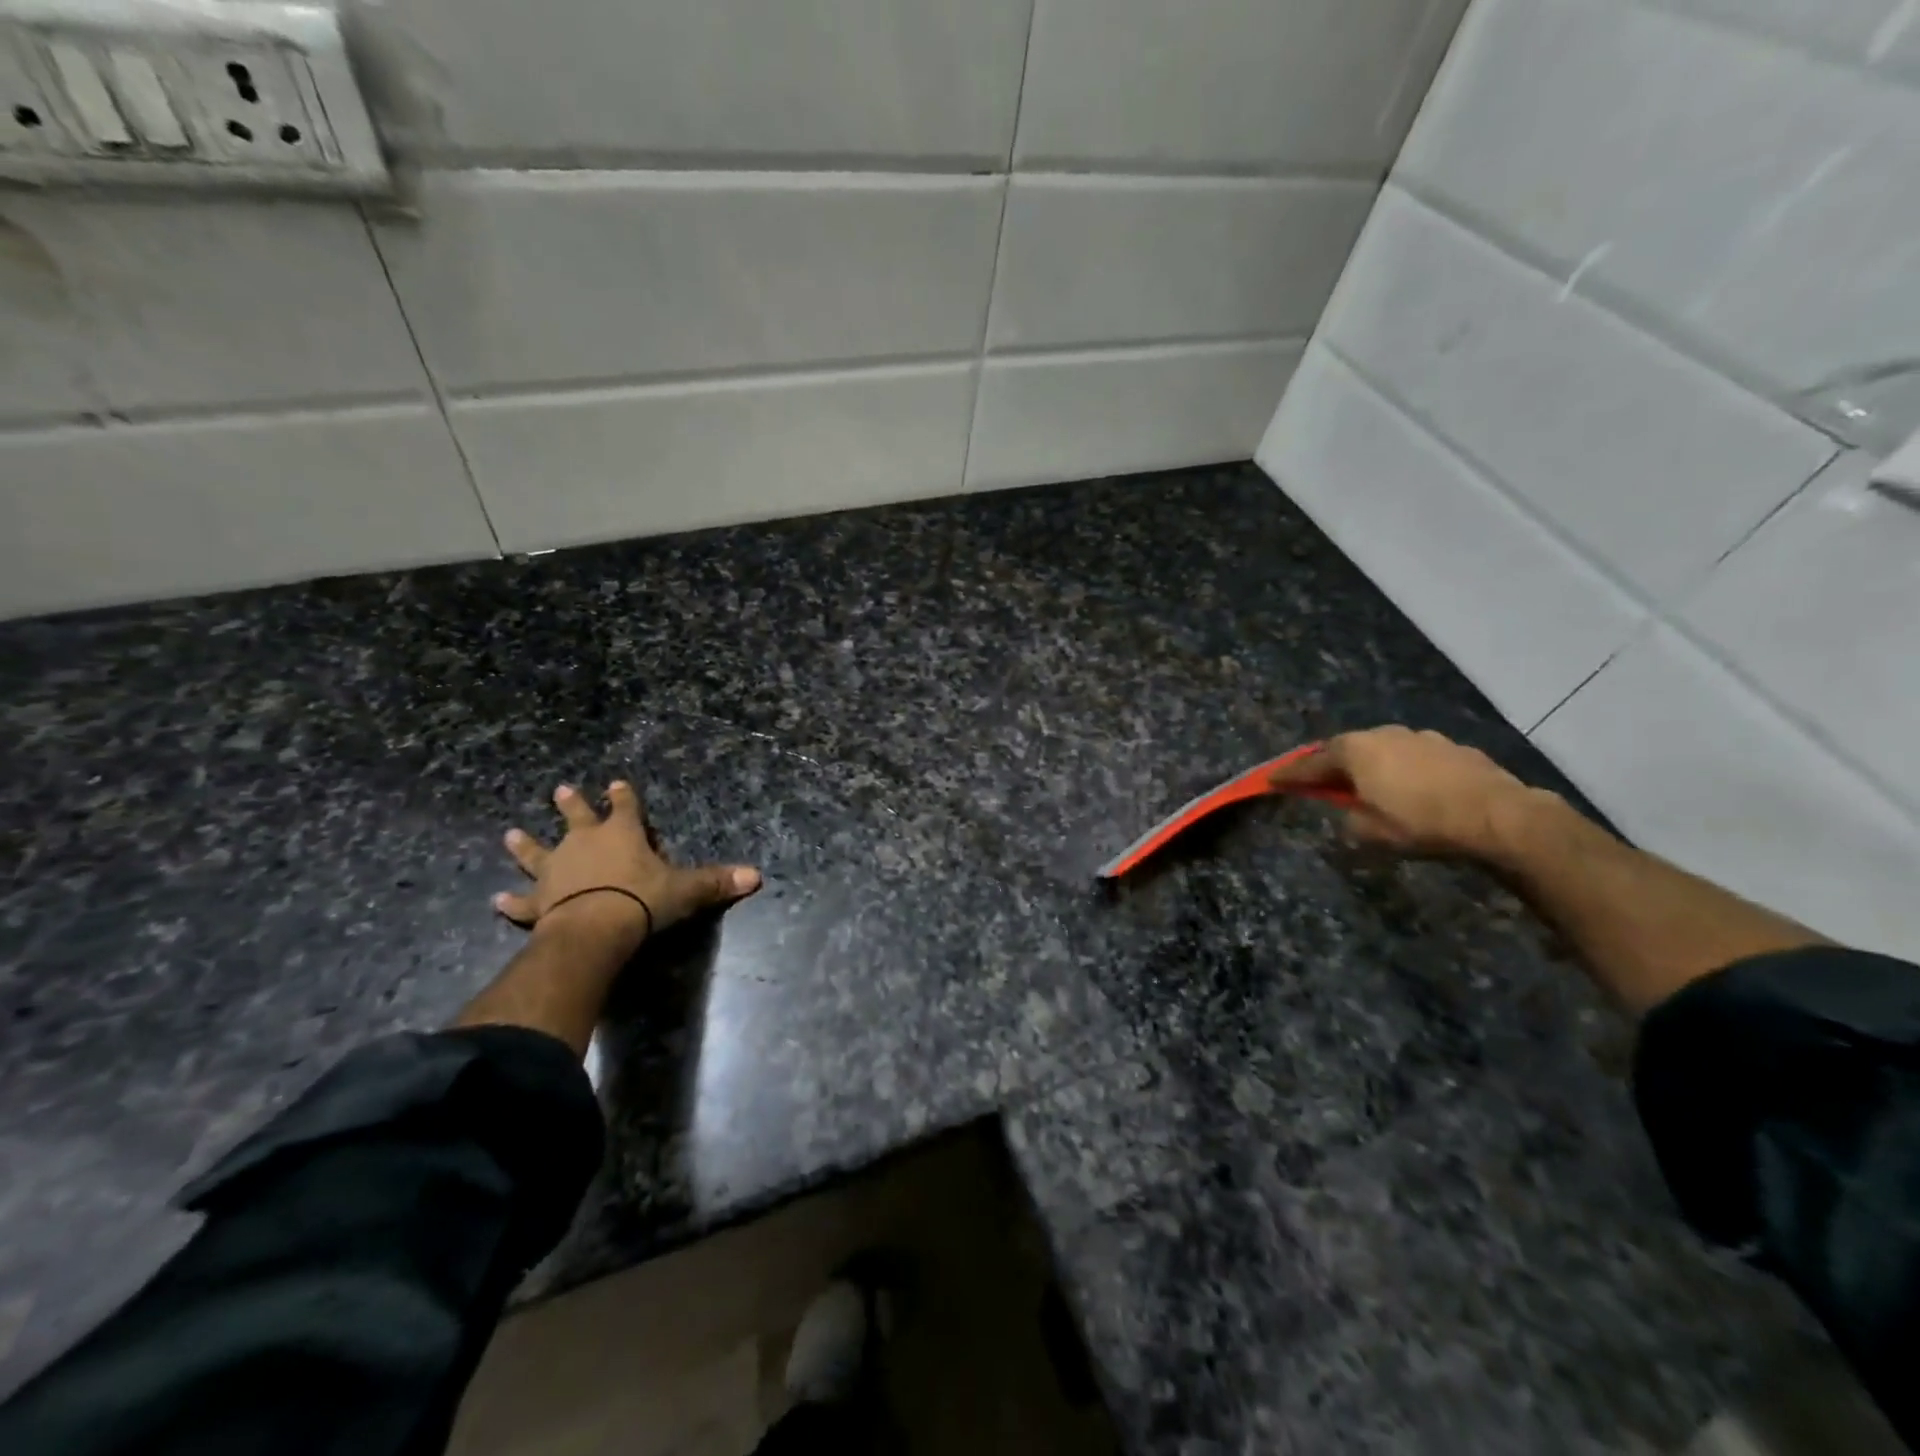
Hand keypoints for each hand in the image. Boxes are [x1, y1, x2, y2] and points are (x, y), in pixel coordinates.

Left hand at [494, 781, 761, 941]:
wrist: (594, 928)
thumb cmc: (641, 900)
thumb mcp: (685, 890)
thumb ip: (716, 882)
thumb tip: (757, 876)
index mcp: (621, 834)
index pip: (625, 807)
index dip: (623, 795)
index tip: (617, 782)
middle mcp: (584, 844)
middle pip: (576, 818)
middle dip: (572, 805)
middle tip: (561, 790)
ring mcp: (556, 871)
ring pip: (538, 853)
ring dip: (526, 845)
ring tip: (510, 834)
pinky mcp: (538, 902)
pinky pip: (522, 902)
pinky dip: (512, 902)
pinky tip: (499, 899)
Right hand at [1268, 726, 1543, 859]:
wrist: (1499, 816)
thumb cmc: (1421, 823)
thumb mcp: (1370, 833)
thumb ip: (1348, 819)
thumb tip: (1349, 814)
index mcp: (1355, 751)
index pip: (1310, 764)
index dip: (1289, 775)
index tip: (1270, 780)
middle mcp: (1382, 734)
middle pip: (1345, 750)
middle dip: (1331, 766)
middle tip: (1321, 784)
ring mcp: (1420, 737)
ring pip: (1382, 750)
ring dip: (1371, 766)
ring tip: (1371, 787)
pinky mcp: (1452, 748)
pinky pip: (1413, 757)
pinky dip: (1403, 770)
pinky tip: (1413, 789)